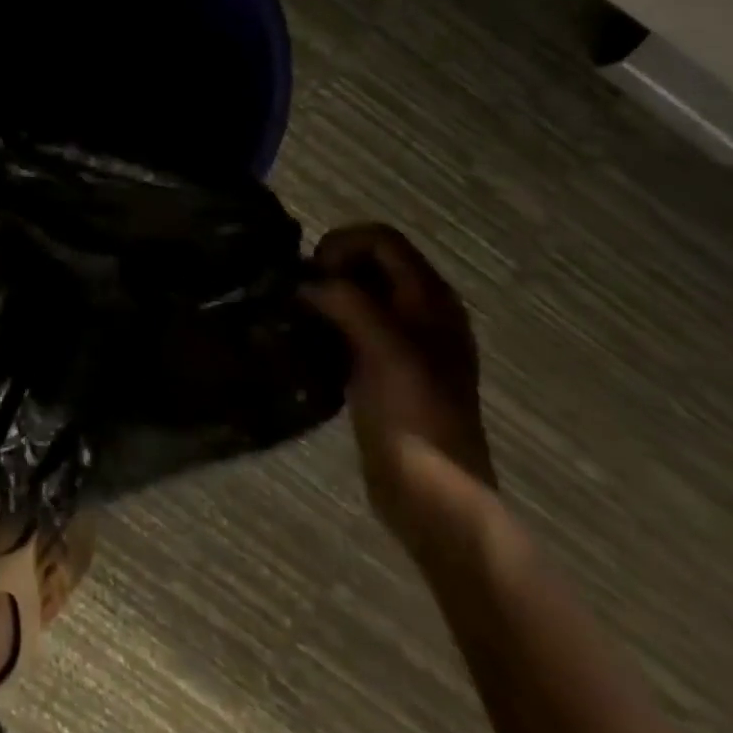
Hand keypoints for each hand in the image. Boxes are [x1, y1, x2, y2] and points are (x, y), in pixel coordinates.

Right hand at [303, 224, 494, 546]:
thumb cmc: (412, 415)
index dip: (342, 245)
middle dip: (330, 268)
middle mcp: (422, 311)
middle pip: (369, 261)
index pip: (382, 239)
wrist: (432, 493)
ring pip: (358, 292)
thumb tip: (303, 283)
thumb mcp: (383, 349)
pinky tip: (311, 342)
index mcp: (431, 300)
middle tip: (302, 296)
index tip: (314, 275)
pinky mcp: (385, 367)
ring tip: (300, 316)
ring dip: (326, 295)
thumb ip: (346, 301)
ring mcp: (405, 341)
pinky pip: (352, 323)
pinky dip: (329, 321)